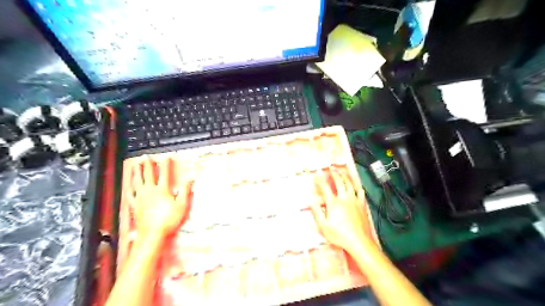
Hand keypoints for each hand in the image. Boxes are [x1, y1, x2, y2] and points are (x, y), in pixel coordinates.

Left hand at [129, 158, 193, 238]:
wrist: (152, 234)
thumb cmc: (168, 220)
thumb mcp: (182, 205)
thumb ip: (186, 190)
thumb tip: (190, 179)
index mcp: (162, 190)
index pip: (165, 173)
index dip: (166, 164)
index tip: (167, 157)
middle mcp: (150, 191)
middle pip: (148, 175)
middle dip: (148, 165)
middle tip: (146, 157)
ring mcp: (141, 198)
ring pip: (137, 182)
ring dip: (136, 173)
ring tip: (135, 166)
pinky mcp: (135, 206)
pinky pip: (131, 194)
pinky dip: (129, 189)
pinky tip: (128, 186)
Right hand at [313, 168, 372, 253]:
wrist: (359, 241)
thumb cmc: (340, 235)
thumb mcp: (324, 226)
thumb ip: (317, 212)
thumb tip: (311, 202)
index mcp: (334, 203)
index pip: (325, 188)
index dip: (320, 181)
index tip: (316, 176)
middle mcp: (344, 198)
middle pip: (339, 182)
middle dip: (334, 174)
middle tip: (331, 168)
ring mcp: (354, 200)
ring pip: (350, 184)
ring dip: (345, 176)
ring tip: (342, 171)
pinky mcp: (362, 204)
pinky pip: (360, 192)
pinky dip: (357, 186)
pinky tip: (356, 184)